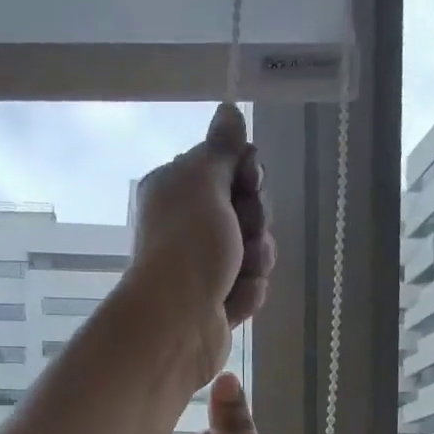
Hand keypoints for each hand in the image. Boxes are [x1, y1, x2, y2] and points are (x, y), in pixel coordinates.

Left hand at [125, 103, 274, 389]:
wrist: (177, 323)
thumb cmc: (188, 246)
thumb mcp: (204, 182)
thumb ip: (222, 149)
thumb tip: (228, 110)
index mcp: (178, 190)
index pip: (228, 166)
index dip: (247, 173)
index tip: (250, 181)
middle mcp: (188, 225)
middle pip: (248, 209)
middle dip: (255, 221)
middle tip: (243, 233)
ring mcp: (204, 267)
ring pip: (255, 251)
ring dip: (256, 260)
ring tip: (237, 274)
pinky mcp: (217, 302)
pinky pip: (250, 287)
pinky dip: (246, 294)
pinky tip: (230, 303)